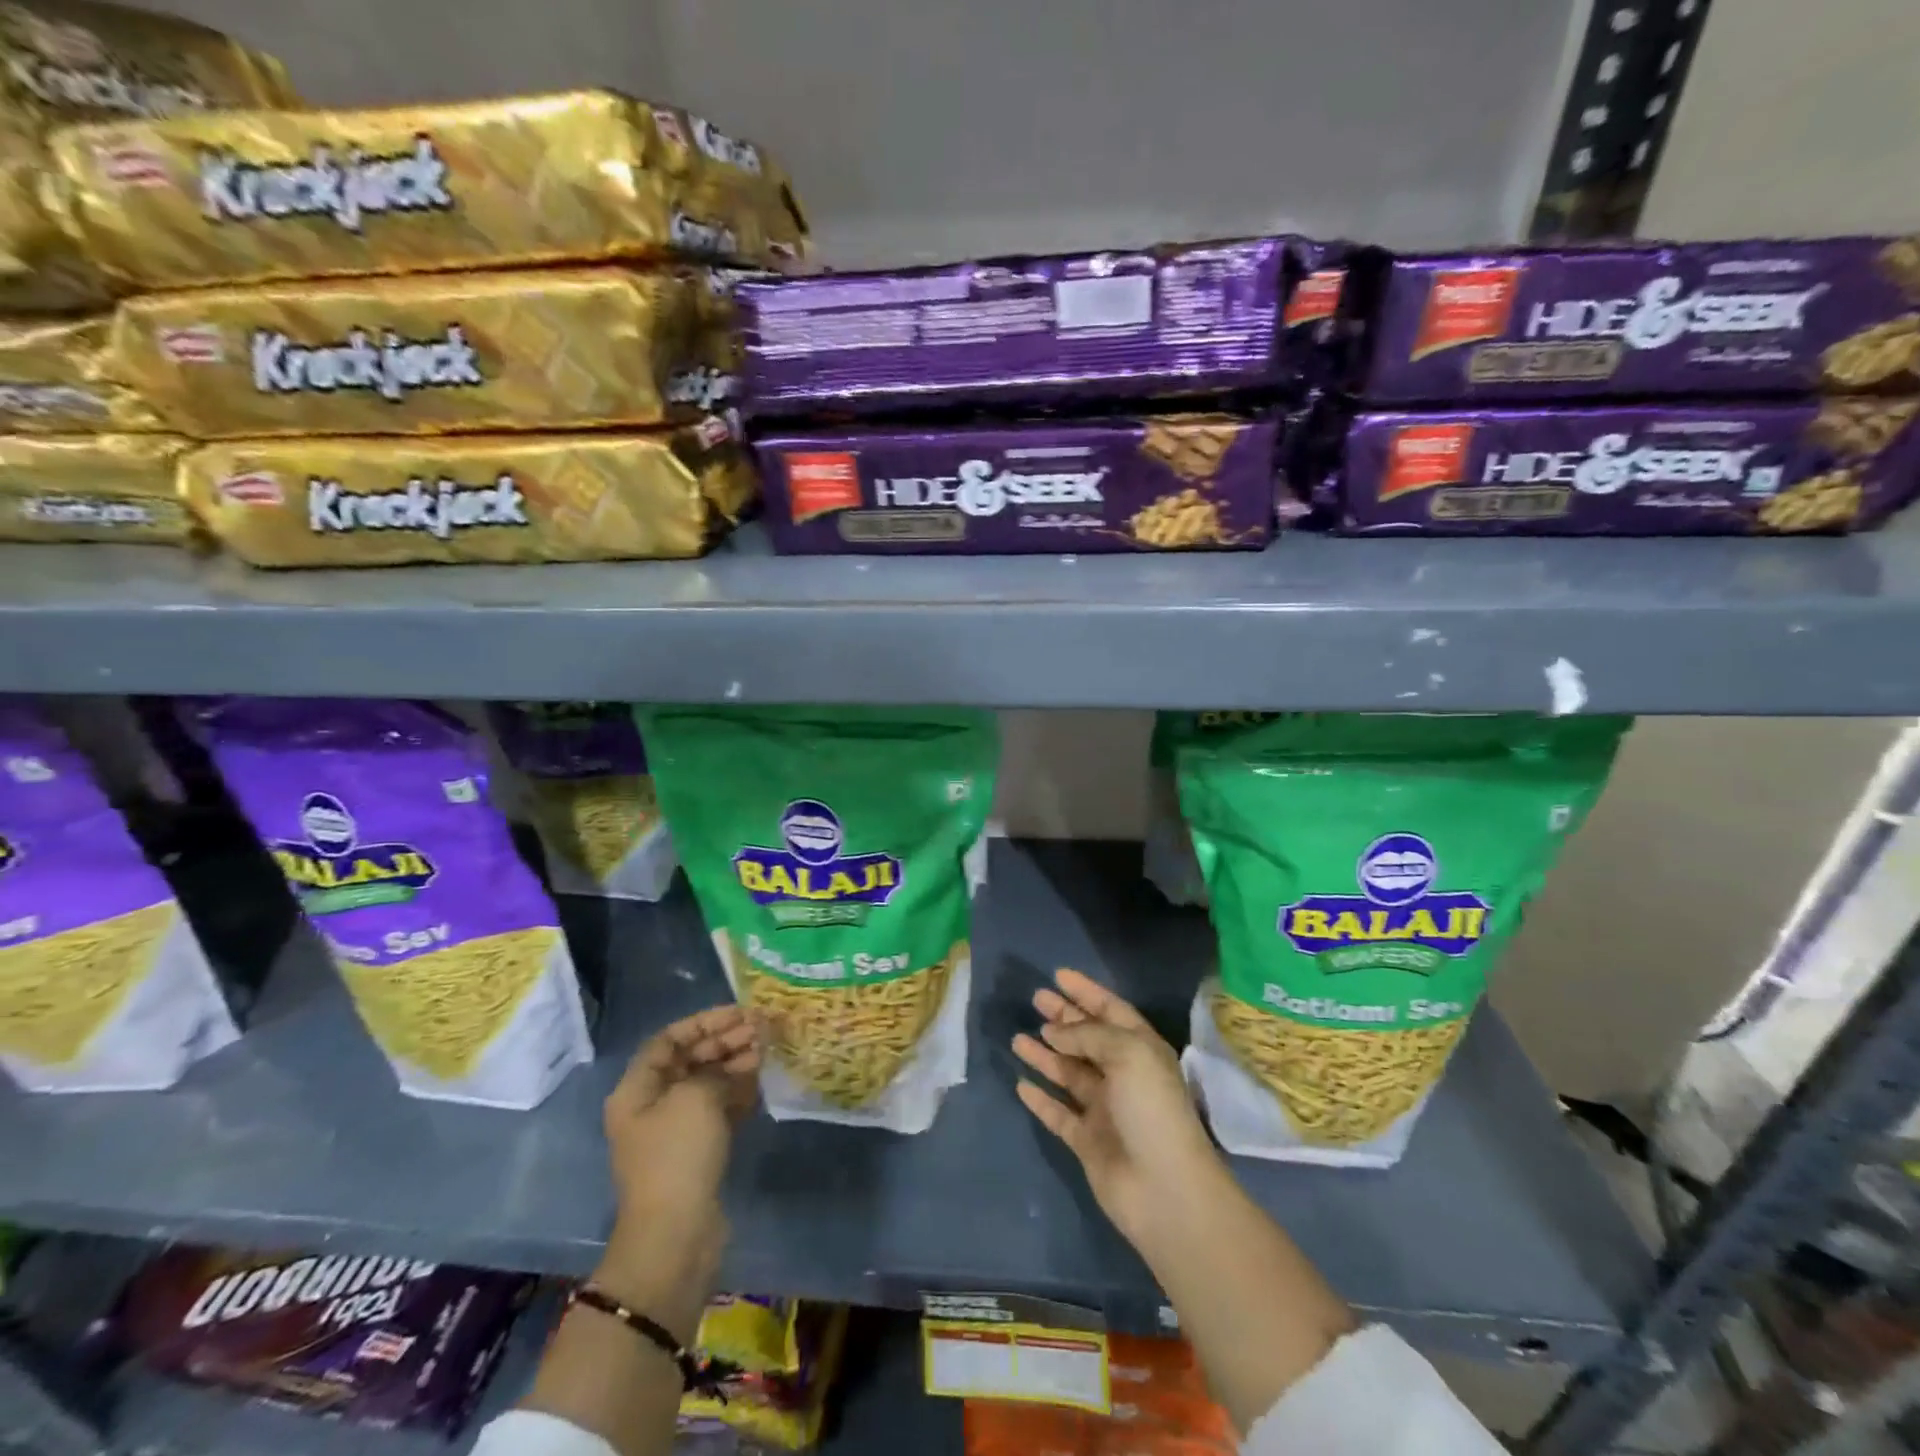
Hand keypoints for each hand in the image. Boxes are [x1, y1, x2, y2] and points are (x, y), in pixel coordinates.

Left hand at [597, 1005, 760, 1340]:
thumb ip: (719, 1067)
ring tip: (766, 1050)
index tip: (740, 1013)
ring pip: (708, 1082)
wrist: (676, 1234)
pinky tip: (761, 1081)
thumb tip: (740, 1058)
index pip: (669, 1040)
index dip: (704, 1022)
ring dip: (736, 1063)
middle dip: (726, 1041)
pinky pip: (719, 1108)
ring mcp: (675, 1130)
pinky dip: (739, 1091)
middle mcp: (652, 1105)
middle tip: (761, 1030)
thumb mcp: (696, 1097)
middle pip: (690, 1059)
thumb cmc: (678, 1155)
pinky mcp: (698, 1151)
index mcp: (637, 1089)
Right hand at [1012, 969, 1223, 1246]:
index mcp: (1140, 1049)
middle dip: (1063, 1018)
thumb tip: (1054, 1030)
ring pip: (1068, 1073)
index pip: (1110, 1010)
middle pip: (1087, 1038)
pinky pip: (1058, 1112)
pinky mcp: (1087, 1140)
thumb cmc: (1151, 1108)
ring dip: (1045, 1054)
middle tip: (1035, 999)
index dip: (1086, 992)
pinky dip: (1041, 1098)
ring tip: (1017, 1038)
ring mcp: (1104, 1109)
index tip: (1058, 975)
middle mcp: (1122, 1074)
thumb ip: (1087, 1034)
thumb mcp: (1127, 1053)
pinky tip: (1021, 1084)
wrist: (1163, 1189)